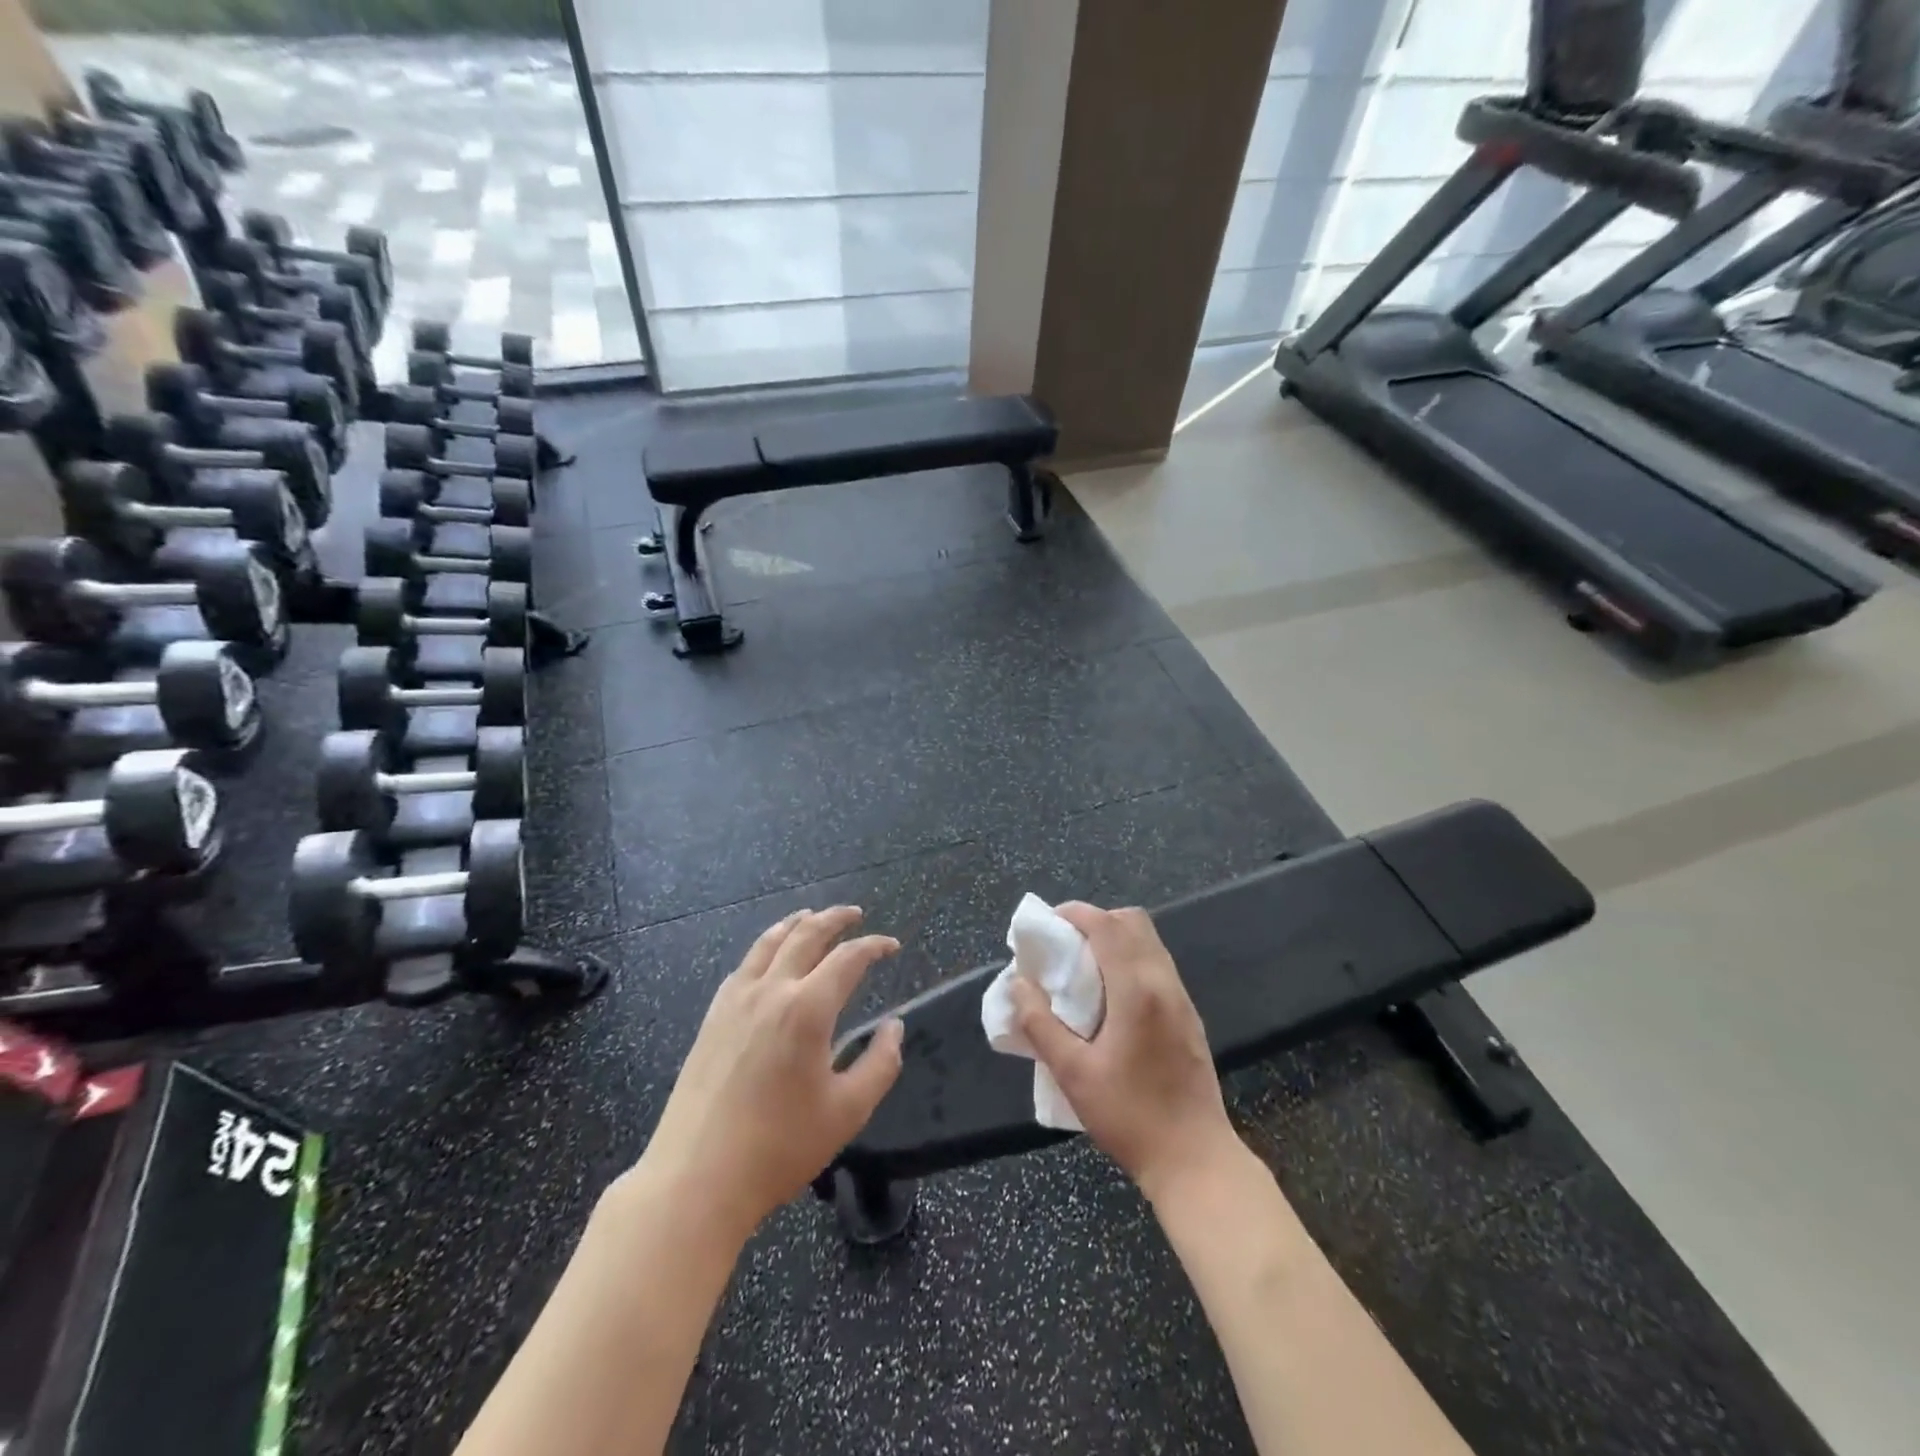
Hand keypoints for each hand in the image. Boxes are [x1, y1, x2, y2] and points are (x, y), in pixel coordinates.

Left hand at [627, 906, 904, 1238]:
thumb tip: (895, 1027)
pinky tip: (768, 957)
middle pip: (806, 935)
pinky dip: (765, 948)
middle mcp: (771, 991)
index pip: (848, 958)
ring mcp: (736, 1001)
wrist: (697, 1177)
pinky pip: (744, 966)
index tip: (892, 946)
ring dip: (796, 923)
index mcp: (807, 1009)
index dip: (874, 946)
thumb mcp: (848, 1112)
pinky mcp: (712, 1018)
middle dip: (834, 918)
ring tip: (811, 916)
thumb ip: (881, 1064)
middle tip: (854, 914)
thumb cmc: (779, 1147)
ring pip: (769, 942)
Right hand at [1009, 902, 1238, 1200]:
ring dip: (1116, 939)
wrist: (1195, 1160)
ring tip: (1084, 968)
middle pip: (1134, 922)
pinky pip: (1158, 966)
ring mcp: (1182, 999)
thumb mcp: (1073, 1074)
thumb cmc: (1129, 1116)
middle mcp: (1163, 983)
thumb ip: (1041, 1025)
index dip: (1077, 913)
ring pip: (1149, 942)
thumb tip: (1019, 984)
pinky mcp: (1189, 1017)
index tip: (1049, 922)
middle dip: (1097, 921)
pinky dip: (1131, 959)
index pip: (1108, 926)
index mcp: (1136, 990)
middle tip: (1066, 945)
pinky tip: (1111, 996)